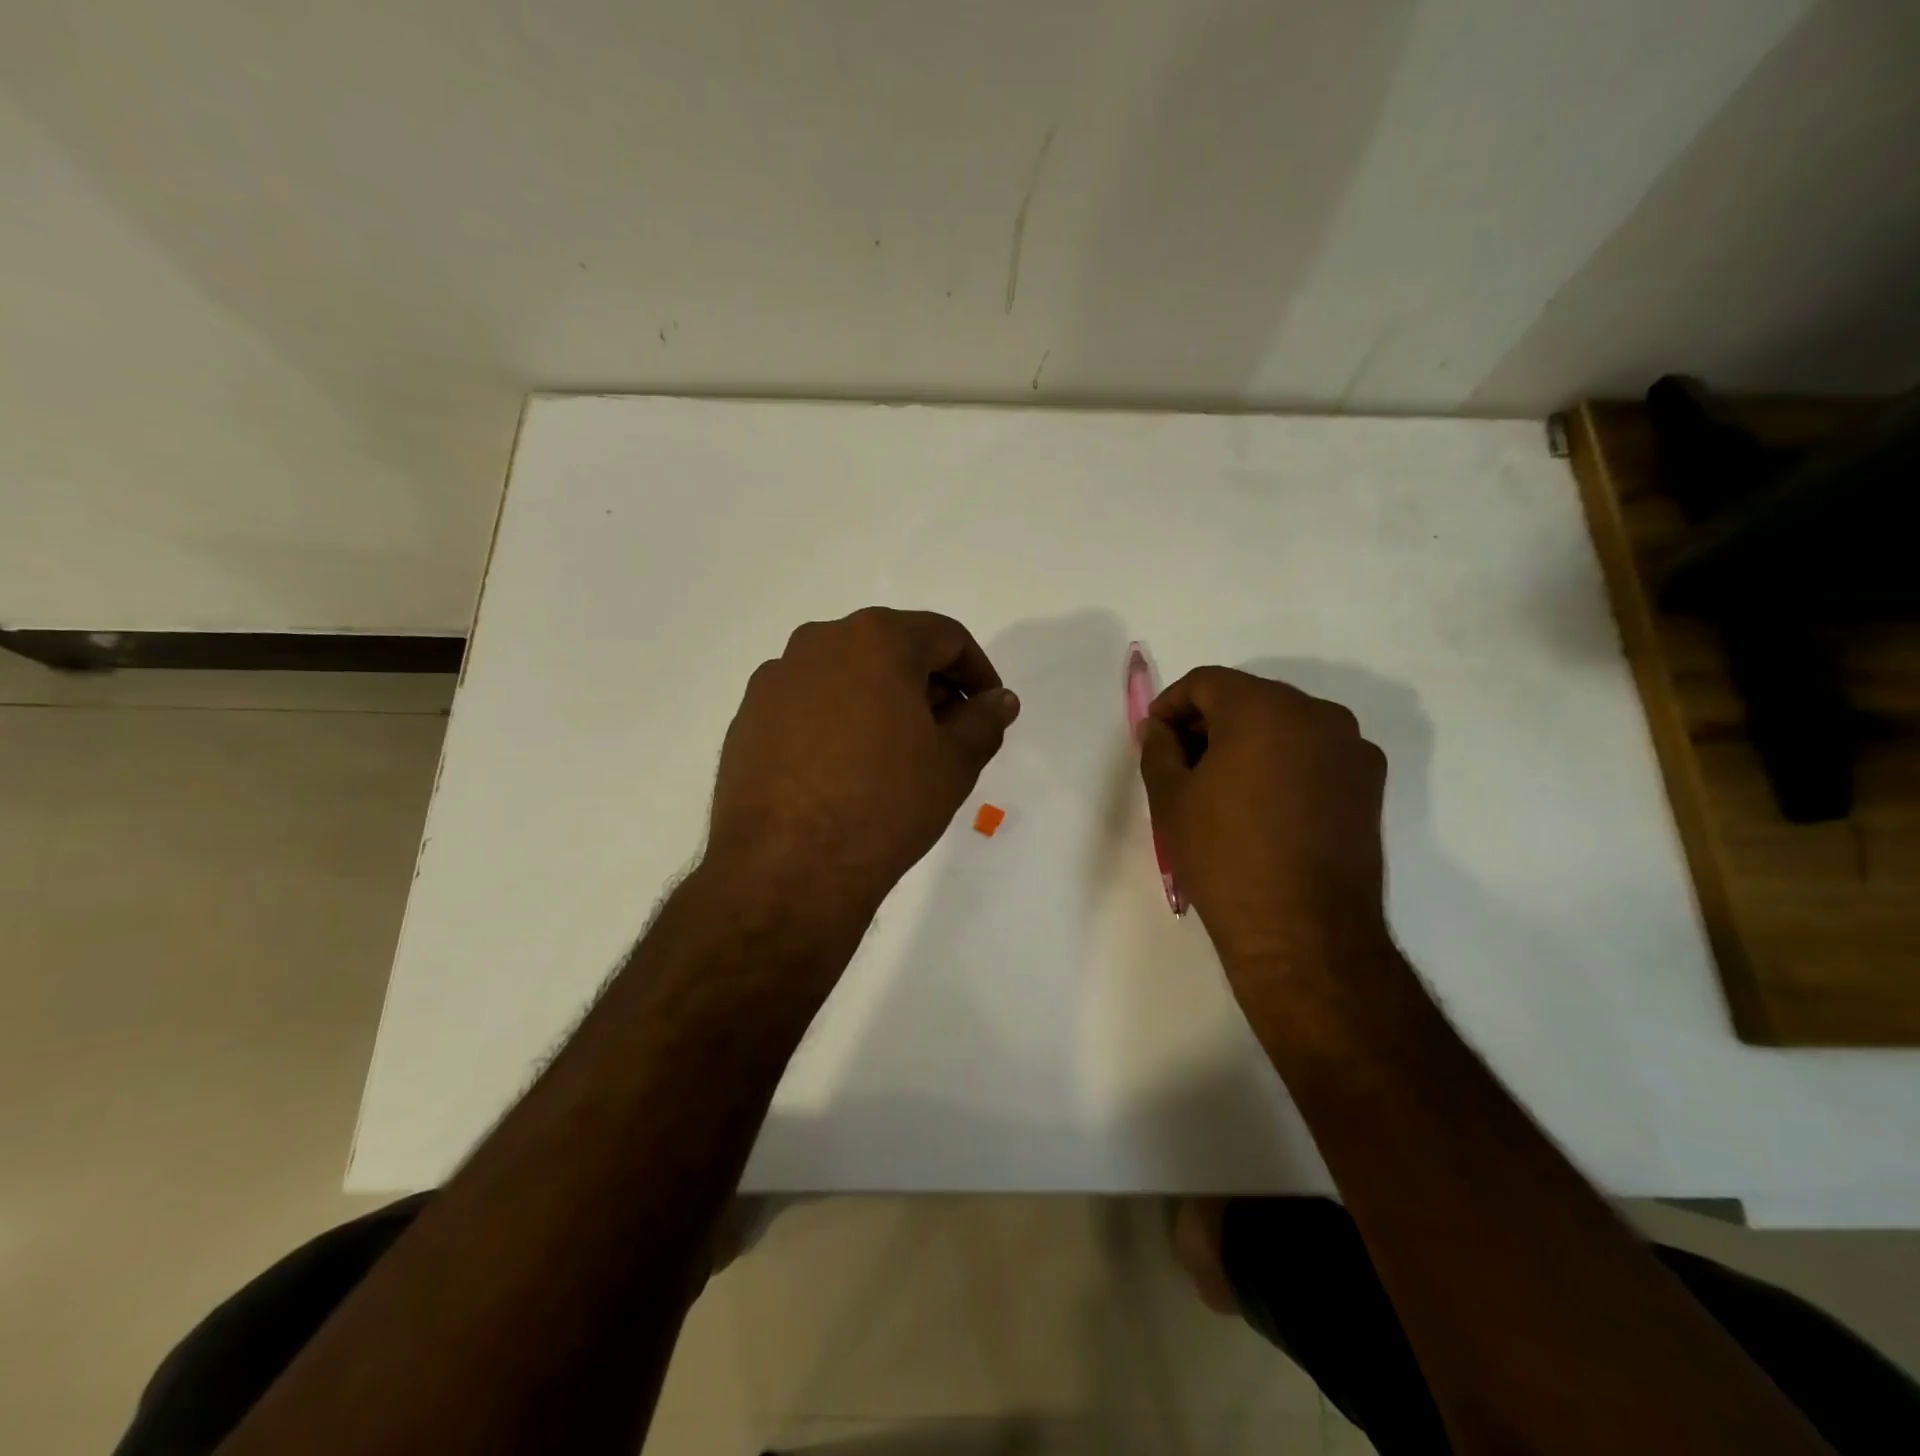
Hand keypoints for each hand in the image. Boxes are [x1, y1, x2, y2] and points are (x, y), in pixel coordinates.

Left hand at [706, 607, 1019, 924]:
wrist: (786, 868)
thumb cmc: (885, 804)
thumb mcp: (954, 763)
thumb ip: (984, 721)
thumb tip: (998, 700)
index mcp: (875, 638)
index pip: (945, 637)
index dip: (978, 673)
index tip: (988, 711)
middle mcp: (819, 643)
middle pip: (892, 650)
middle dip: (928, 687)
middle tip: (948, 736)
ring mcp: (776, 680)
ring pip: (847, 676)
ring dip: (881, 703)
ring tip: (896, 757)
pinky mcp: (748, 717)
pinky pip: (808, 705)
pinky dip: (838, 722)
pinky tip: (845, 770)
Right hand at [1140, 667, 1389, 972]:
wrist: (1303, 932)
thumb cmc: (1225, 857)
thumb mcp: (1171, 799)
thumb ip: (1158, 748)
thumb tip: (1160, 729)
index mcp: (1264, 708)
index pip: (1207, 682)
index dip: (1171, 705)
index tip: (1155, 740)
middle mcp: (1316, 713)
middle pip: (1249, 698)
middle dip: (1209, 723)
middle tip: (1182, 764)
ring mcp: (1352, 747)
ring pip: (1284, 725)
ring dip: (1247, 742)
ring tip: (1223, 789)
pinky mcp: (1370, 782)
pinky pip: (1314, 753)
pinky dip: (1284, 763)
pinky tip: (1265, 806)